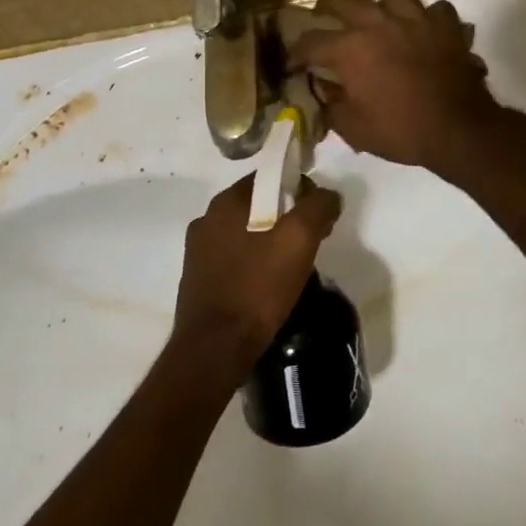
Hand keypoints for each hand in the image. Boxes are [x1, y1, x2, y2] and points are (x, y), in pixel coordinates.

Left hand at [174, 175, 341, 371]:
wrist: (215, 348)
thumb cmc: (257, 287)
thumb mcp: (299, 240)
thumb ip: (318, 207)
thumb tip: (327, 195)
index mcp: (226, 202)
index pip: (270, 177)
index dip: (300, 190)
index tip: (319, 217)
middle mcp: (206, 219)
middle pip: (259, 205)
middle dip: (289, 218)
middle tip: (312, 244)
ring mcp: (198, 250)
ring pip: (247, 232)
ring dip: (271, 242)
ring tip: (293, 268)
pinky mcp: (198, 278)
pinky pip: (235, 258)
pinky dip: (255, 263)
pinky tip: (268, 285)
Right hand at [287, 0, 501, 173]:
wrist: (459, 130)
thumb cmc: (401, 131)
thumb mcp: (354, 128)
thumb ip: (331, 104)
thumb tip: (323, 88)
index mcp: (351, 49)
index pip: (311, 42)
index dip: (295, 54)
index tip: (291, 65)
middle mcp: (380, 24)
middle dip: (328, 6)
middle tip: (325, 17)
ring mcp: (417, 20)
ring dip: (385, 8)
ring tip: (384, 22)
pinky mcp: (448, 27)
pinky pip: (436, 11)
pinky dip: (429, 19)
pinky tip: (425, 32)